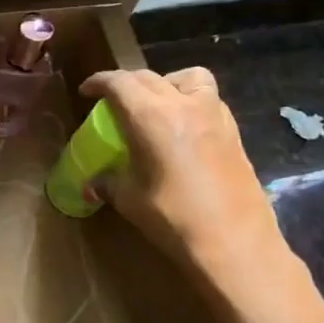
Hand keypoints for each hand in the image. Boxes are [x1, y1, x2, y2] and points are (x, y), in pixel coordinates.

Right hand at [78, 67, 291, 298]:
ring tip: (155, 104)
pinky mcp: (233, 132)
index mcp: (151, 116)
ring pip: (187, 78)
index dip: (99, 82)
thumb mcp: (129, 199)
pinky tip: (182, 128)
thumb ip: (108, 182)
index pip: (119, 83)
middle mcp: (183, 105)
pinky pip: (208, 99)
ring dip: (166, 83)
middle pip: (149, 77)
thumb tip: (92, 185)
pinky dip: (189, 101)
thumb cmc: (174, 219)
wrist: (236, 245)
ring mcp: (214, 116)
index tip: (86, 91)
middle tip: (112, 101)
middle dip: (126, 83)